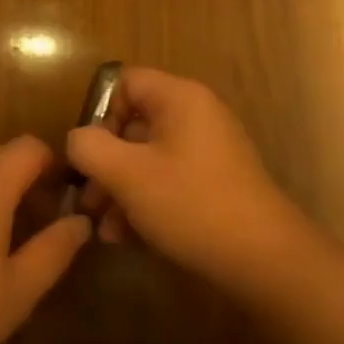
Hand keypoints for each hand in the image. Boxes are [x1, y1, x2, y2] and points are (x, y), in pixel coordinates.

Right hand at [66, 67, 313, 299]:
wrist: (265, 261)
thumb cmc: (191, 204)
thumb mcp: (127, 174)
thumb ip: (89, 147)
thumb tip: (78, 139)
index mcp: (179, 98)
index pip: (125, 82)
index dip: (100, 114)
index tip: (90, 154)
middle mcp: (195, 116)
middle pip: (133, 124)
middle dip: (104, 163)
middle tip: (87, 201)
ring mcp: (208, 151)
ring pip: (147, 158)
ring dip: (119, 190)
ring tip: (103, 229)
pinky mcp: (214, 184)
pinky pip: (167, 180)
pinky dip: (144, 202)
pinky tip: (125, 238)